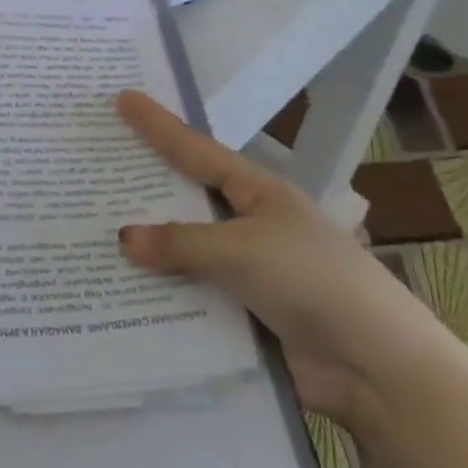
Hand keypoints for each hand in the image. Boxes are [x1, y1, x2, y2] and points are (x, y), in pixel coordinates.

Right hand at [115, 91, 441, 431]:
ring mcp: (246, 270)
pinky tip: (120, 293)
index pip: (196, 150)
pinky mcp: (242, 313)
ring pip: (183, 252)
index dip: (158, 125)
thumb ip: (181, 243)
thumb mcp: (243, 250)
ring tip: (90, 235)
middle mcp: (249, 225)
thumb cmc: (314, 282)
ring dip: (147, 250)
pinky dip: (160, 294)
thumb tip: (124, 239)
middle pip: (185, 201)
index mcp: (258, 193)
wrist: (378, 369)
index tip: (123, 98)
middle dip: (144, 188)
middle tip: (94, 169)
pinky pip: (189, 295)